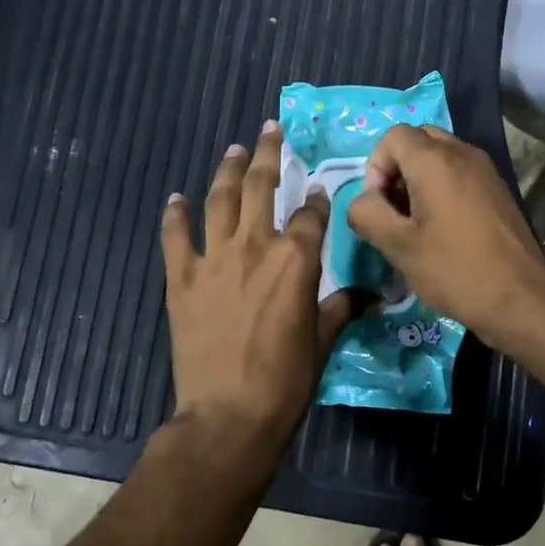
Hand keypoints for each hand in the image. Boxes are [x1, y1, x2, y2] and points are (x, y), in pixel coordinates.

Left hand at [162, 123, 352, 451]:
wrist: (228, 414)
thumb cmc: (286, 380)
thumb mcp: (323, 341)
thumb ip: (342, 307)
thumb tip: (369, 295)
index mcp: (296, 259)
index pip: (311, 213)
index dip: (318, 197)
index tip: (320, 188)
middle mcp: (254, 246)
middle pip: (261, 186)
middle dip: (269, 154)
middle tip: (270, 130)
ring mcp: (214, 259)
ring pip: (219, 199)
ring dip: (227, 171)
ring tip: (233, 151)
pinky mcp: (182, 279)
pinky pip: (175, 237)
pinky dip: (175, 215)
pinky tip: (176, 199)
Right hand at [345, 126, 544, 352]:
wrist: (520, 299)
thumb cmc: (454, 270)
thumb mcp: (397, 247)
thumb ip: (367, 214)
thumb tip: (364, 200)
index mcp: (435, 160)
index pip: (393, 136)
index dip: (375, 166)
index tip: (379, 206)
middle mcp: (463, 153)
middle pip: (418, 140)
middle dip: (397, 168)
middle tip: (394, 210)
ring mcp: (486, 170)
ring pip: (440, 156)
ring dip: (419, 179)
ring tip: (416, 224)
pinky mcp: (498, 190)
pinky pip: (460, 172)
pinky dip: (442, 188)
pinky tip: (443, 230)